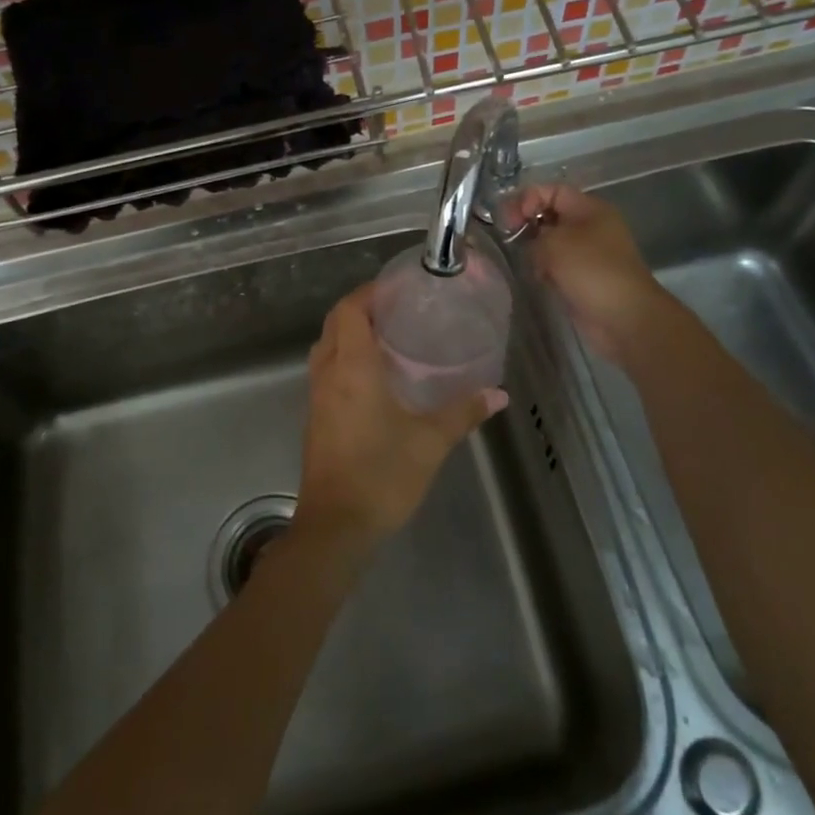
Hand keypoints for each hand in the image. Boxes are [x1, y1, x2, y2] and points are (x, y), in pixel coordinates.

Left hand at [294, 284, 506, 554]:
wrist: (336, 526)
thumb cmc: (382, 475)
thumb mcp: (430, 442)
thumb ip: (463, 413)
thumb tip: (498, 394)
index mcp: (352, 368)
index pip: (350, 310)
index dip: (369, 292)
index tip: (397, 288)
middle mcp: (328, 374)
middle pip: (334, 322)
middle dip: (360, 307)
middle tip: (397, 308)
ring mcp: (317, 396)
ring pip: (326, 346)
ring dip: (349, 332)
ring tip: (388, 334)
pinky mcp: (316, 416)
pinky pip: (326, 370)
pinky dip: (344, 357)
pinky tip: (374, 374)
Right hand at [516, 184, 679, 365]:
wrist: (623, 317)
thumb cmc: (591, 271)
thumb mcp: (555, 243)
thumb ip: (533, 233)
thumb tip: (530, 244)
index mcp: (590, 209)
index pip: (552, 190)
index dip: (528, 199)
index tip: (511, 220)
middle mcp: (590, 226)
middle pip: (550, 215)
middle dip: (528, 225)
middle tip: (510, 239)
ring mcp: (587, 253)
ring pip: (550, 242)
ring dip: (535, 251)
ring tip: (528, 263)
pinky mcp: (582, 276)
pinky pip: (556, 265)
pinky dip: (544, 269)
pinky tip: (540, 279)